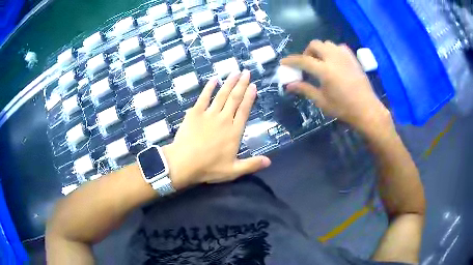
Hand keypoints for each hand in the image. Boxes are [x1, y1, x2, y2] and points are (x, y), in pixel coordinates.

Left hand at [163, 70, 270, 189]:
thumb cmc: (209, 168)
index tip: (254, 86)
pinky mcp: (195, 113)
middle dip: (241, 84)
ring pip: (221, 95)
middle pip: (235, 98)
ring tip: (235, 72)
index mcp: (234, 132)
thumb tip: (270, 161)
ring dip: (229, 82)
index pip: (244, 110)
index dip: (250, 97)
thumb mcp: (233, 170)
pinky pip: (203, 97)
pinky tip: (213, 79)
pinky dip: (208, 88)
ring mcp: (209, 114)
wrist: (183, 163)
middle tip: (246, 72)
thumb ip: (252, 164)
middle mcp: (224, 119)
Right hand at [281, 40, 391, 135]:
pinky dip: (333, 50)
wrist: (366, 109)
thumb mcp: (322, 101)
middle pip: (315, 44)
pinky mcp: (353, 58)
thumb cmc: (343, 108)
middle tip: (307, 64)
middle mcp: (334, 58)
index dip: (291, 60)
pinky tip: (334, 61)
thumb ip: (305, 89)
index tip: (283, 62)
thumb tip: (289, 85)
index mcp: (325, 70)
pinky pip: (339, 47)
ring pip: (327, 44)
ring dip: (320, 50)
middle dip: (307, 52)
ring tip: (320, 62)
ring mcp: (345, 56)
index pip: (303, 60)